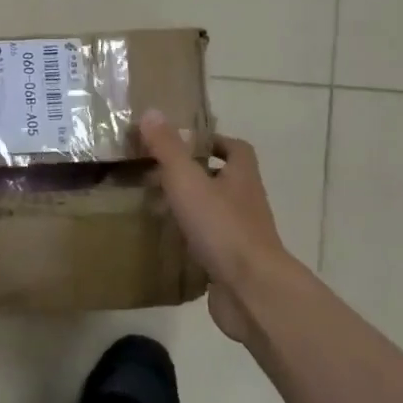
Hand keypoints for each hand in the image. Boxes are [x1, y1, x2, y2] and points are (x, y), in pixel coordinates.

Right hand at [139, 110, 300, 343]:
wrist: (250, 290)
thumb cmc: (221, 227)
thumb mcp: (187, 180)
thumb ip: (168, 148)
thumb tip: (151, 112)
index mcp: (241, 178)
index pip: (236, 149)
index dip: (214, 141)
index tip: (185, 142)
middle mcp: (246, 203)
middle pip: (225, 180)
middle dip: (196, 174)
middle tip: (159, 173)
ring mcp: (242, 236)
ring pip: (216, 213)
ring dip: (193, 207)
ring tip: (157, 205)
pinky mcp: (232, 265)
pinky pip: (210, 244)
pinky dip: (191, 239)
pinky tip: (167, 242)